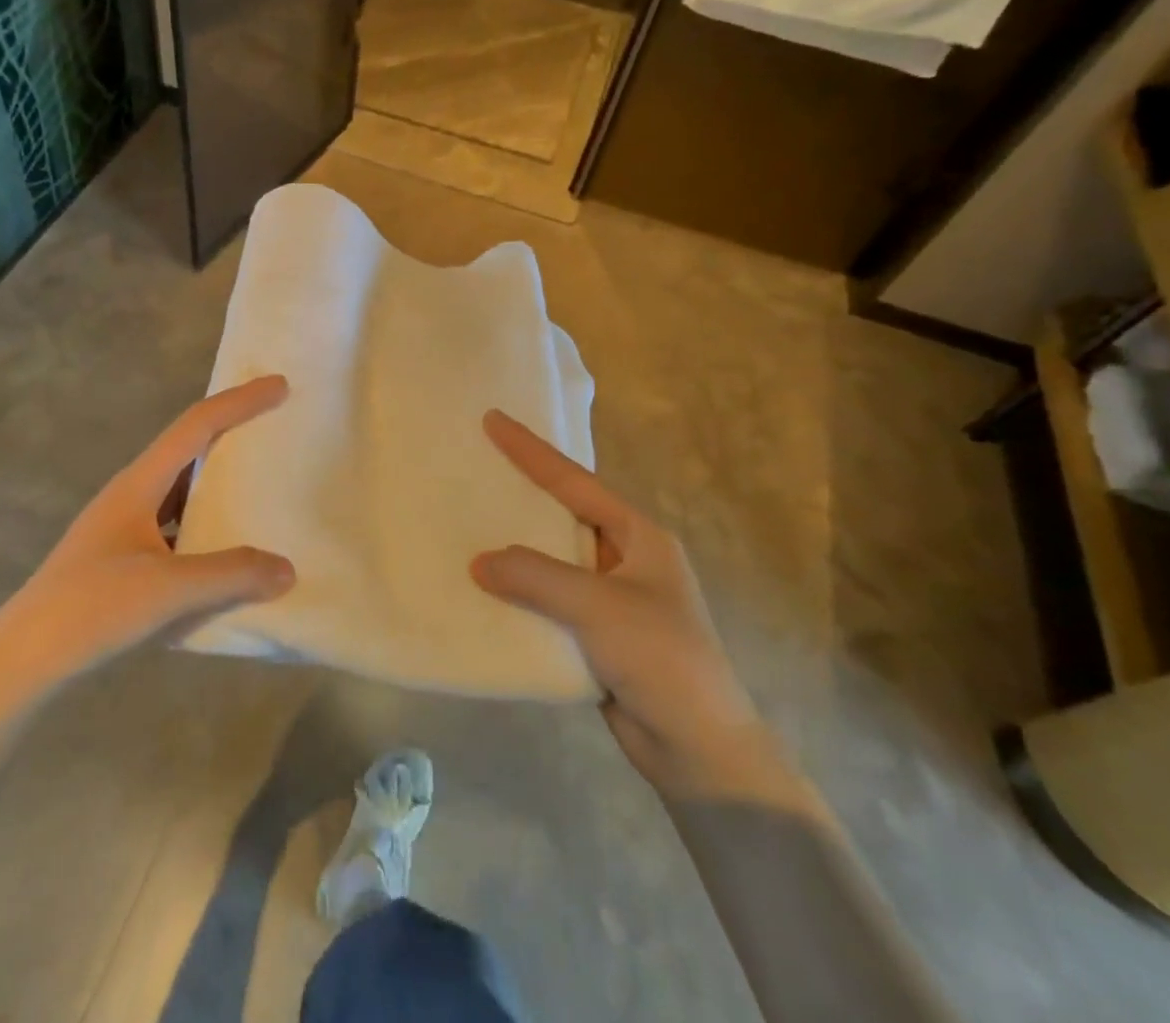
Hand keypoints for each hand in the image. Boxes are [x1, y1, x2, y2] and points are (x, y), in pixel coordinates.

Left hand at [0, 376, 296, 682]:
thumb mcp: (168, 589)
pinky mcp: (122, 560)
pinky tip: (227, 551)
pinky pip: (177, 528)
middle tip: (276, 428)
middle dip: (232, 433)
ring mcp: (125, 528)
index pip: (197, 425)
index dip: (240, 401)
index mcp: (139, 483)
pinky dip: (207, 527)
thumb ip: (231, 575)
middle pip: (190, 448)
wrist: (22, 660)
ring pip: (183, 491)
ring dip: (220, 483)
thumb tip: (287, 568)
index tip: (280, 386)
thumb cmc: (92, 608)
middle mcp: (132, 495)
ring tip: (261, 487)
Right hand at [472, 412, 806, 807]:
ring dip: (516, 548)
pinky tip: (485, 587)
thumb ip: (535, 576)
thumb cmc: (661, 657)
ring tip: (469, 523)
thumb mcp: (597, 606)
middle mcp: (625, 559)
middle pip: (563, 514)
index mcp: (639, 536)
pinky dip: (520, 592)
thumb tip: (478, 563)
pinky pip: (549, 600)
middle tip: (477, 466)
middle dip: (522, 493)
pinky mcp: (597, 634)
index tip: (493, 419)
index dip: (531, 451)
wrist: (700, 750)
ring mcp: (611, 598)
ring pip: (552, 560)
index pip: (575, 482)